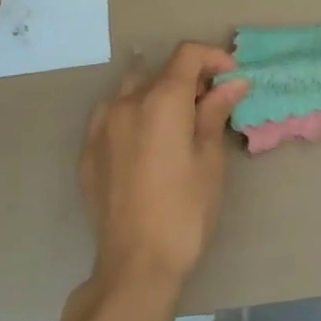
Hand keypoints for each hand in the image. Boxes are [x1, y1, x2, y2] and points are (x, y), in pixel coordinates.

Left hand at [79, 42, 248, 295]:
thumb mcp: (209, 159)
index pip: (187, 54)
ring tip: (175, 125)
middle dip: (188, 79)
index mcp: (161, 99)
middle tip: (210, 107)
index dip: (213, 58)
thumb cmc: (185, 211)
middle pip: (160, 70)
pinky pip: (112, 117)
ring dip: (156, 95)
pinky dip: (133, 117)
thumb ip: (216, 112)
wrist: (135, 267)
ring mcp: (101, 126)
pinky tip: (146, 147)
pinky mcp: (88, 152)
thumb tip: (233, 82)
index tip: (231, 79)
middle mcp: (126, 102)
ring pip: (132, 90)